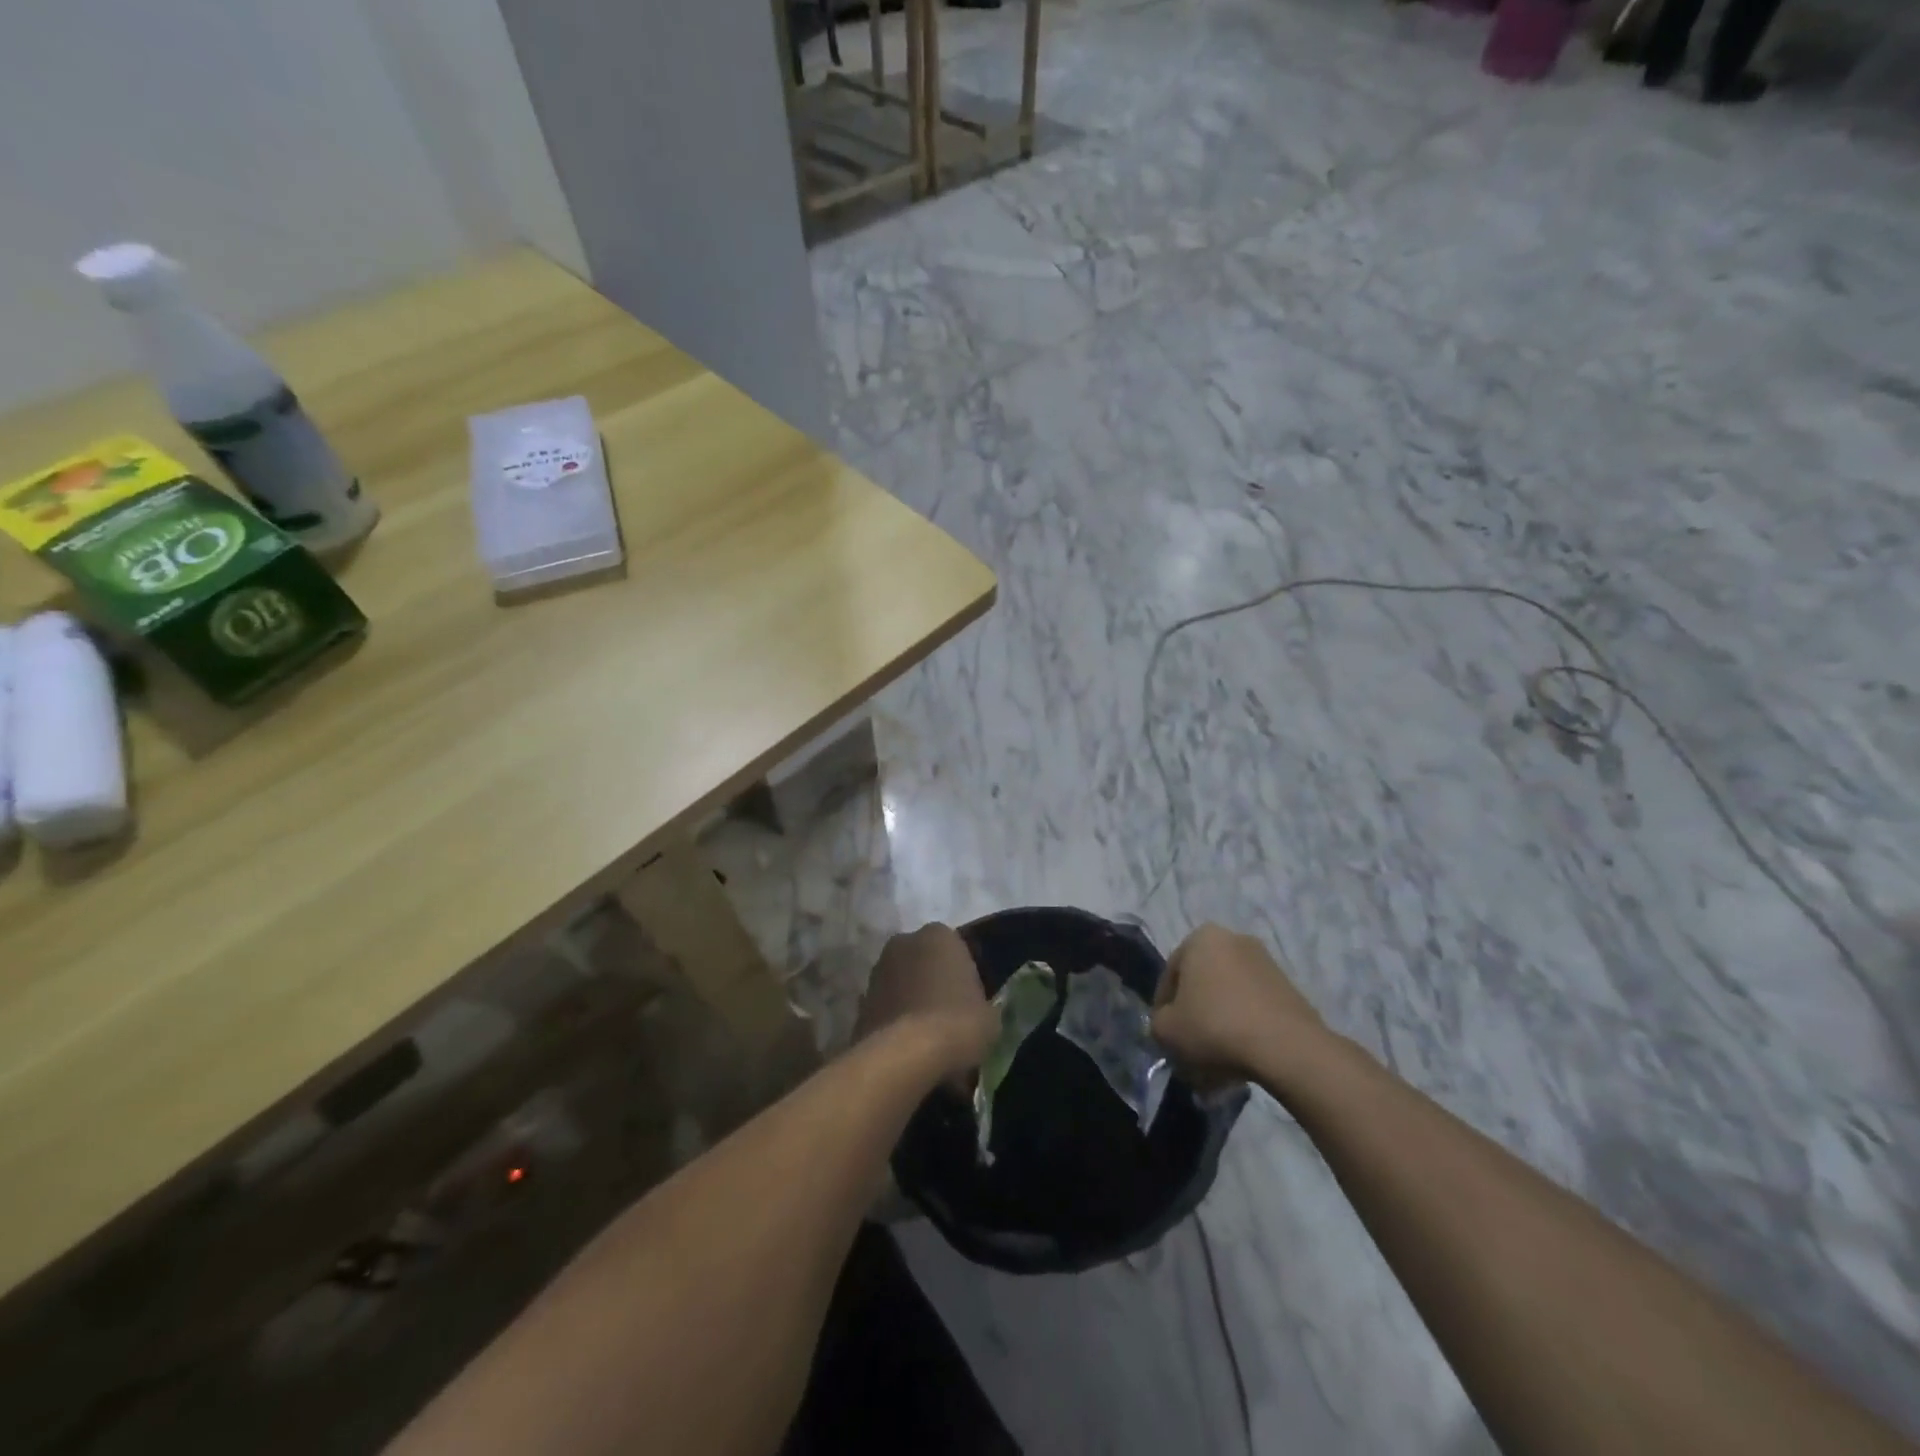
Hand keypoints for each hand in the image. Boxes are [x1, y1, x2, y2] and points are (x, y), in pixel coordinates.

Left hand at [854, 924, 995, 1081]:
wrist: (904, 1056)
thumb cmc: (957, 1024)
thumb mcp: (990, 1016)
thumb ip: (981, 1004)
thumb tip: (976, 1013)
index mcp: (939, 935)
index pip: (956, 949)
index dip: (964, 977)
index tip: (971, 1002)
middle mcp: (904, 943)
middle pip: (925, 962)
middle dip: (933, 984)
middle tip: (950, 1017)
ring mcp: (877, 971)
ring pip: (902, 984)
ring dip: (911, 1002)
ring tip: (927, 1038)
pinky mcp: (860, 1002)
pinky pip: (886, 1010)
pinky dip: (894, 1023)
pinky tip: (907, 1049)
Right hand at [1151, 924, 1323, 1085]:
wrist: (1287, 1048)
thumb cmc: (1215, 1027)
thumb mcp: (1166, 1030)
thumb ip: (1158, 1023)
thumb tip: (1169, 1023)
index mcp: (1200, 938)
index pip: (1170, 976)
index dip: (1163, 1009)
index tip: (1166, 1035)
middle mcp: (1233, 939)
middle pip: (1203, 983)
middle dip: (1195, 1014)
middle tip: (1190, 1046)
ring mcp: (1266, 963)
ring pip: (1229, 996)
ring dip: (1220, 1022)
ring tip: (1216, 1059)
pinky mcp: (1289, 988)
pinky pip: (1254, 1007)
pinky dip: (1244, 1027)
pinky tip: (1241, 1057)